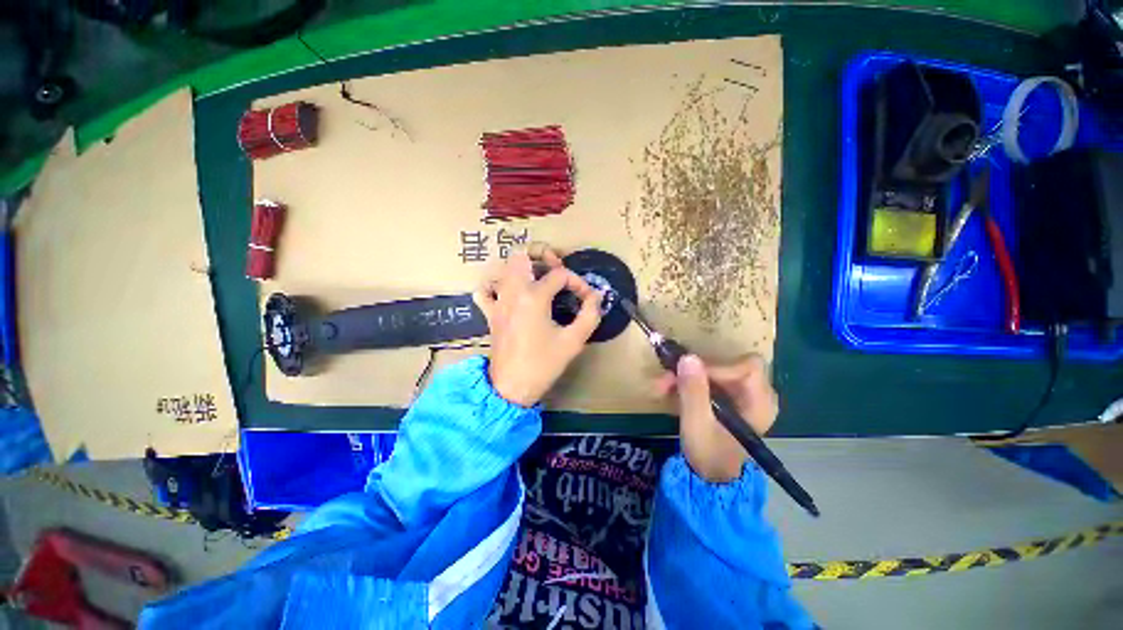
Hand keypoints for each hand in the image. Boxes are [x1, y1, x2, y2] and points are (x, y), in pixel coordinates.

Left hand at [475, 250, 601, 406]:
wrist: (512, 387)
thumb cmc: (543, 364)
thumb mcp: (573, 341)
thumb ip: (589, 314)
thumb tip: (596, 297)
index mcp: (534, 297)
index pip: (560, 275)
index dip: (578, 283)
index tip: (587, 298)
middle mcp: (513, 292)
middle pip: (521, 255)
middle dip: (541, 255)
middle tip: (556, 269)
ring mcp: (498, 302)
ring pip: (503, 268)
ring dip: (522, 267)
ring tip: (539, 278)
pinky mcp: (491, 314)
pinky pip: (485, 291)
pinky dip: (496, 286)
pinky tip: (510, 293)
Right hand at [657, 354, 777, 481]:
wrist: (711, 477)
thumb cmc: (709, 454)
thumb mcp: (697, 424)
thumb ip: (693, 391)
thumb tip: (688, 357)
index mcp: (760, 402)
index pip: (746, 367)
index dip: (717, 367)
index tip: (689, 374)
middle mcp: (757, 394)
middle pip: (728, 365)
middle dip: (694, 370)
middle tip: (667, 379)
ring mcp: (743, 395)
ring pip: (715, 371)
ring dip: (687, 376)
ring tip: (663, 387)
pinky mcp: (729, 398)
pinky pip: (710, 380)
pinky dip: (690, 383)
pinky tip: (672, 391)